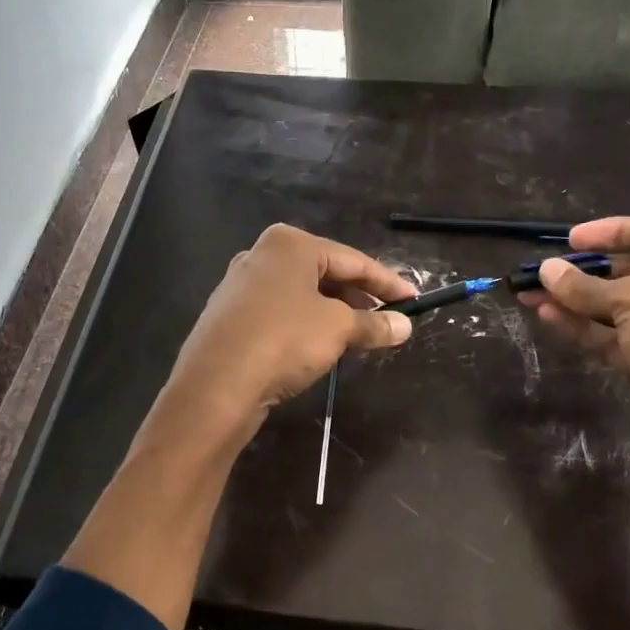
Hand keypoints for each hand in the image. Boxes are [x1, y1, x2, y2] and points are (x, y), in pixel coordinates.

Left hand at [162, 224, 416, 435]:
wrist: (215, 385)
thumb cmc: (283, 340)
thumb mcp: (338, 330)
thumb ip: (373, 324)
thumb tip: (404, 326)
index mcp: (289, 244)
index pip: (352, 259)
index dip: (387, 282)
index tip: (414, 300)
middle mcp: (261, 256)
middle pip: (325, 273)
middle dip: (358, 297)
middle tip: (388, 318)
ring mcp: (240, 286)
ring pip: (301, 295)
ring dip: (333, 313)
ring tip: (359, 335)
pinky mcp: (230, 317)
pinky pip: (280, 314)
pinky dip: (306, 325)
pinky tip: (318, 346)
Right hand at [523, 216, 629, 494]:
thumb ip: (587, 286)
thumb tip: (547, 270)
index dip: (614, 231)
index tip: (571, 239)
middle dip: (586, 272)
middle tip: (543, 273)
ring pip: (617, 309)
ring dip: (576, 301)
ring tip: (531, 295)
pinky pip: (613, 339)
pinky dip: (583, 328)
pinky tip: (549, 318)